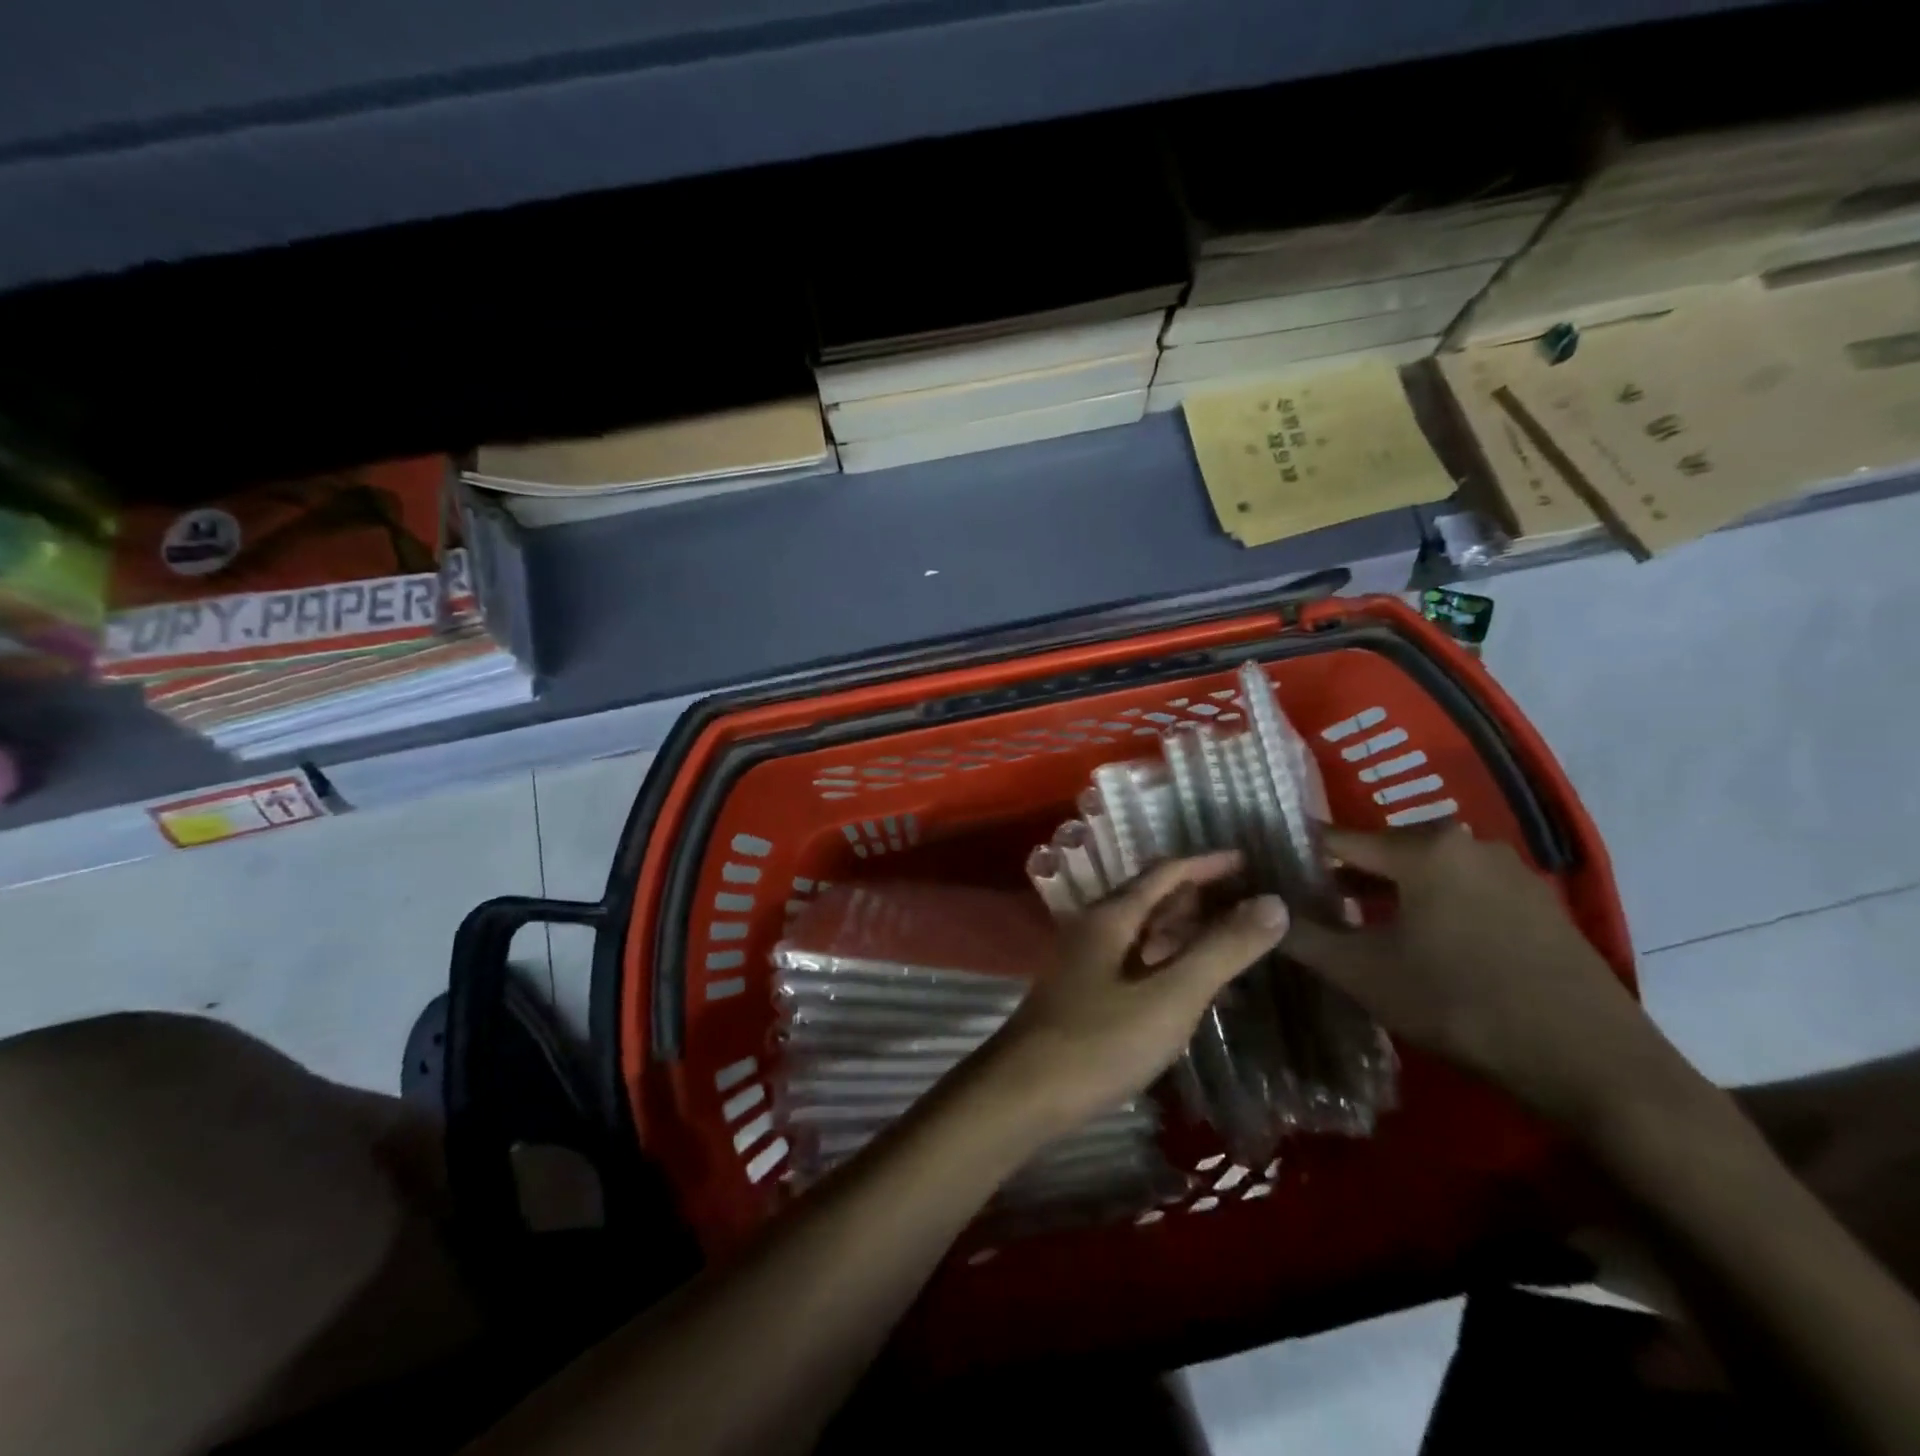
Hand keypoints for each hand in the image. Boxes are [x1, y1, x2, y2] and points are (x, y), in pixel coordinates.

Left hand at [977, 852, 1290, 1133]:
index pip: (1165, 873)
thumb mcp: (1171, 995)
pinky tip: (1194, 989)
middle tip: (1249, 904)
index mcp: (1112, 916)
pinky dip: (1169, 966)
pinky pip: (1137, 965)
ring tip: (1232, 942)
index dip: (1207, 864)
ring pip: (1144, 934)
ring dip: (1185, 933)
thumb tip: (1273, 902)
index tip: (1248, 862)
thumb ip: (1222, 950)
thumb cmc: (1100, 1040)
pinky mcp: (1086, 995)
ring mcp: (1087, 963)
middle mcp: (1096, 929)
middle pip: (1152, 899)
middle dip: (1199, 897)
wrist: (1024, 1093)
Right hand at [1282, 825, 1683, 1128]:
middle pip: (1383, 852)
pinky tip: (1425, 943)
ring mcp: (1511, 871)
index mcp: (1422, 848)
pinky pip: (1465, 890)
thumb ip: (1302, 936)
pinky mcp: (1539, 904)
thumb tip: (1261, 910)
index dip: (1299, 856)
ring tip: (1360, 926)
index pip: (1337, 839)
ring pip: (1426, 871)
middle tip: (1311, 906)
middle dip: (1344, 877)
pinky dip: (1433, 905)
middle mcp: (1467, 842)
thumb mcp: (1363, 974)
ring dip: (1389, 893)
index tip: (1272, 872)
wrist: (1593, 1063)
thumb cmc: (1460, 1004)